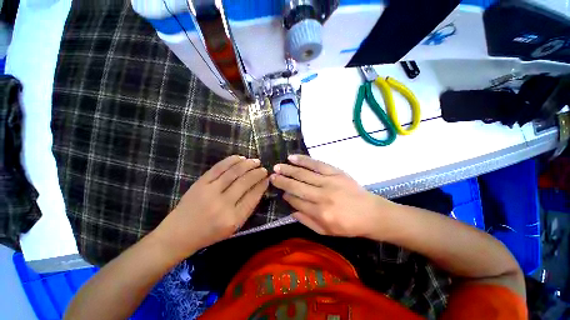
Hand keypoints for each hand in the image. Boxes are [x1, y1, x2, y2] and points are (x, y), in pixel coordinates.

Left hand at [154, 155, 268, 258]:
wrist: (178, 234)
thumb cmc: (209, 234)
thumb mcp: (233, 227)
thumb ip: (247, 208)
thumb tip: (259, 188)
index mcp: (233, 219)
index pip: (253, 196)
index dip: (262, 185)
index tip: (267, 179)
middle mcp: (223, 204)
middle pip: (245, 182)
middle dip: (257, 173)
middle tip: (264, 169)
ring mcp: (210, 192)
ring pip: (234, 172)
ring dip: (247, 164)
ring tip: (256, 161)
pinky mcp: (200, 183)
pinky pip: (219, 168)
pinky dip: (231, 161)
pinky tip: (240, 158)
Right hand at [270, 155, 393, 237]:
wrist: (371, 213)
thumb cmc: (349, 226)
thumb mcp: (326, 232)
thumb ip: (306, 221)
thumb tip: (290, 209)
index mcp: (320, 213)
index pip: (296, 201)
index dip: (287, 195)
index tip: (281, 192)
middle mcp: (322, 196)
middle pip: (296, 186)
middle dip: (282, 181)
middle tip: (271, 176)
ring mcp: (329, 182)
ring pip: (303, 174)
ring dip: (288, 169)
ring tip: (277, 166)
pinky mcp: (335, 172)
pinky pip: (316, 164)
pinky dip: (303, 160)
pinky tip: (292, 157)